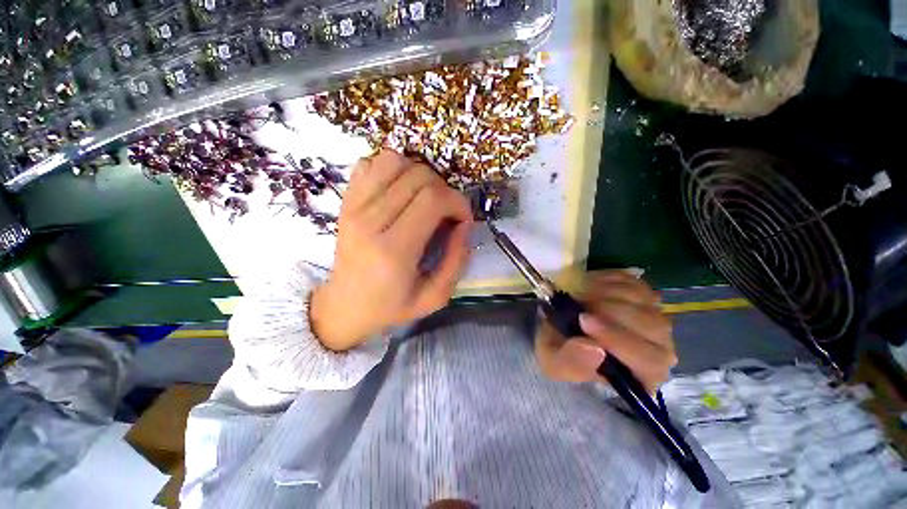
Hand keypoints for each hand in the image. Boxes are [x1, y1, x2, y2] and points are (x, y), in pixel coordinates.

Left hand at [310, 150, 473, 351]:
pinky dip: (392, 169)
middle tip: (447, 212)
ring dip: (420, 174)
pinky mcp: (346, 201)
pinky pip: (370, 163)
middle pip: (418, 176)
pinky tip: (400, 190)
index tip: (463, 218)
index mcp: (394, 250)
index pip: (432, 200)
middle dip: (444, 189)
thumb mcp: (434, 297)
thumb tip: (465, 224)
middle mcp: (370, 221)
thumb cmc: (391, 306)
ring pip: (394, 161)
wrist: (344, 306)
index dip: (457, 202)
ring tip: (425, 198)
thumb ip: (456, 261)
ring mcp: (353, 206)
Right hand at [535, 270, 675, 392]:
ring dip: (606, 292)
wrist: (556, 327)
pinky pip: (631, 281)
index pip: (649, 361)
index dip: (618, 340)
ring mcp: (652, 315)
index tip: (584, 321)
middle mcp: (657, 346)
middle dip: (611, 311)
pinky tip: (587, 285)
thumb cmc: (560, 352)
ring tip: (578, 293)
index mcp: (642, 375)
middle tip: (578, 302)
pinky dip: (607, 278)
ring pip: (643, 299)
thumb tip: (594, 349)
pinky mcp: (640, 292)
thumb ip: (573, 363)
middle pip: (652, 326)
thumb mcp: (555, 364)